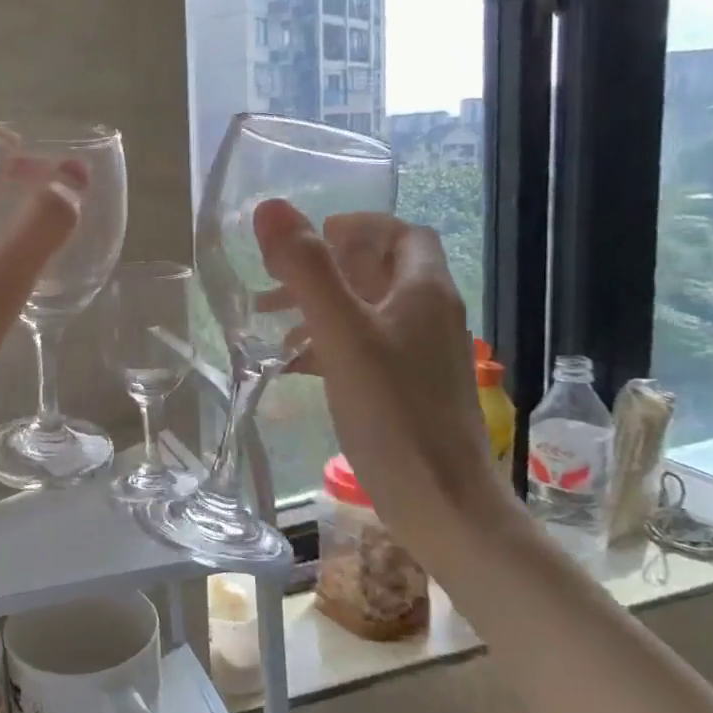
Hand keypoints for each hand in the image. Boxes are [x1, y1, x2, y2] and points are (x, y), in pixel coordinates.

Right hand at [252, 200, 496, 523]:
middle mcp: (430, 315)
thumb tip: (270, 208)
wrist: (442, 505)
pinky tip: (291, 365)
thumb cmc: (393, 412)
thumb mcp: (341, 334)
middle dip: (325, 268)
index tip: (311, 237)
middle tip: (276, 279)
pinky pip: (365, 349)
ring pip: (368, 312)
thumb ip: (306, 270)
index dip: (357, 225)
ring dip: (320, 307)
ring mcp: (422, 355)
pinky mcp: (409, 389)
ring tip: (269, 322)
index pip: (401, 232)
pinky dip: (328, 344)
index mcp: (424, 290)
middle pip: (379, 270)